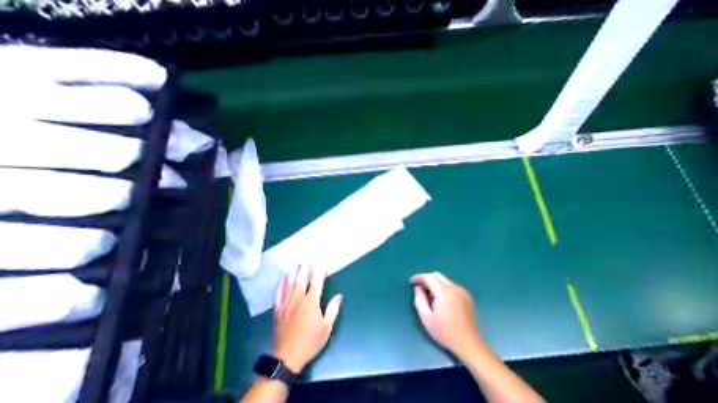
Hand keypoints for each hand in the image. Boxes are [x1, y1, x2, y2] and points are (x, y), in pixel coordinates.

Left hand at [275, 265, 342, 371]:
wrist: (288, 355)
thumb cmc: (310, 342)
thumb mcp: (326, 327)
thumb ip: (332, 309)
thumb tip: (339, 296)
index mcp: (311, 302)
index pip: (317, 282)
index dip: (320, 270)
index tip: (323, 261)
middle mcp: (298, 299)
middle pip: (301, 279)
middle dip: (305, 267)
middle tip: (307, 258)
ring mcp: (286, 303)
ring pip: (289, 283)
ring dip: (293, 272)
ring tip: (296, 263)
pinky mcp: (277, 310)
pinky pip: (278, 293)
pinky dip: (280, 284)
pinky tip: (282, 278)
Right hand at [413, 273, 484, 356]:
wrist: (467, 343)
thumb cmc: (444, 332)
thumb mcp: (426, 318)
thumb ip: (419, 300)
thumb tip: (418, 288)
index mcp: (444, 293)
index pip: (429, 278)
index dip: (419, 277)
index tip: (411, 282)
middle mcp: (455, 288)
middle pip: (438, 275)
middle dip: (427, 279)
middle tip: (420, 290)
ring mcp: (462, 291)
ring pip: (445, 280)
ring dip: (435, 283)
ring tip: (430, 297)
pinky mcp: (467, 296)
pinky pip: (452, 286)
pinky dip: (444, 288)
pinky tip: (441, 301)